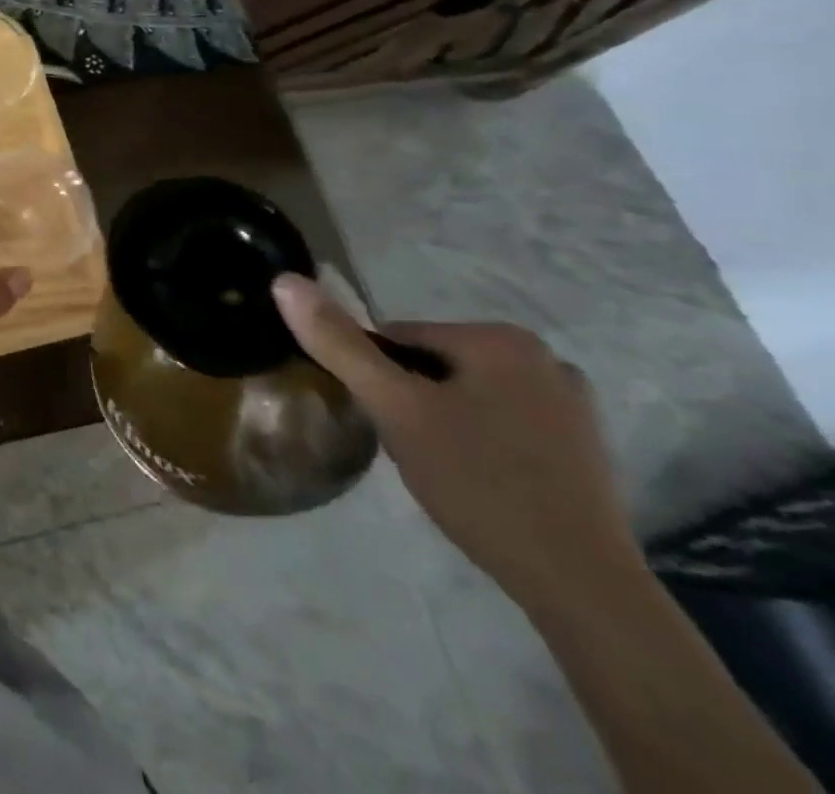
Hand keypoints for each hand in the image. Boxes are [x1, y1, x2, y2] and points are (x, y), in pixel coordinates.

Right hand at [273, 273, 640, 610]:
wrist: (581, 587)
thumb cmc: (480, 483)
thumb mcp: (395, 409)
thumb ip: (338, 344)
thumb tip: (284, 280)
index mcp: (501, 338)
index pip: (397, 338)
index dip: (376, 379)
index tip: (383, 422)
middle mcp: (544, 357)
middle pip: (432, 364)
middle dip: (409, 400)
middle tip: (409, 449)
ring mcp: (570, 402)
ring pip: (464, 394)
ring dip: (439, 420)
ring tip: (439, 468)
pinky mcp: (582, 445)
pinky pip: (500, 421)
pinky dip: (477, 440)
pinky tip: (477, 480)